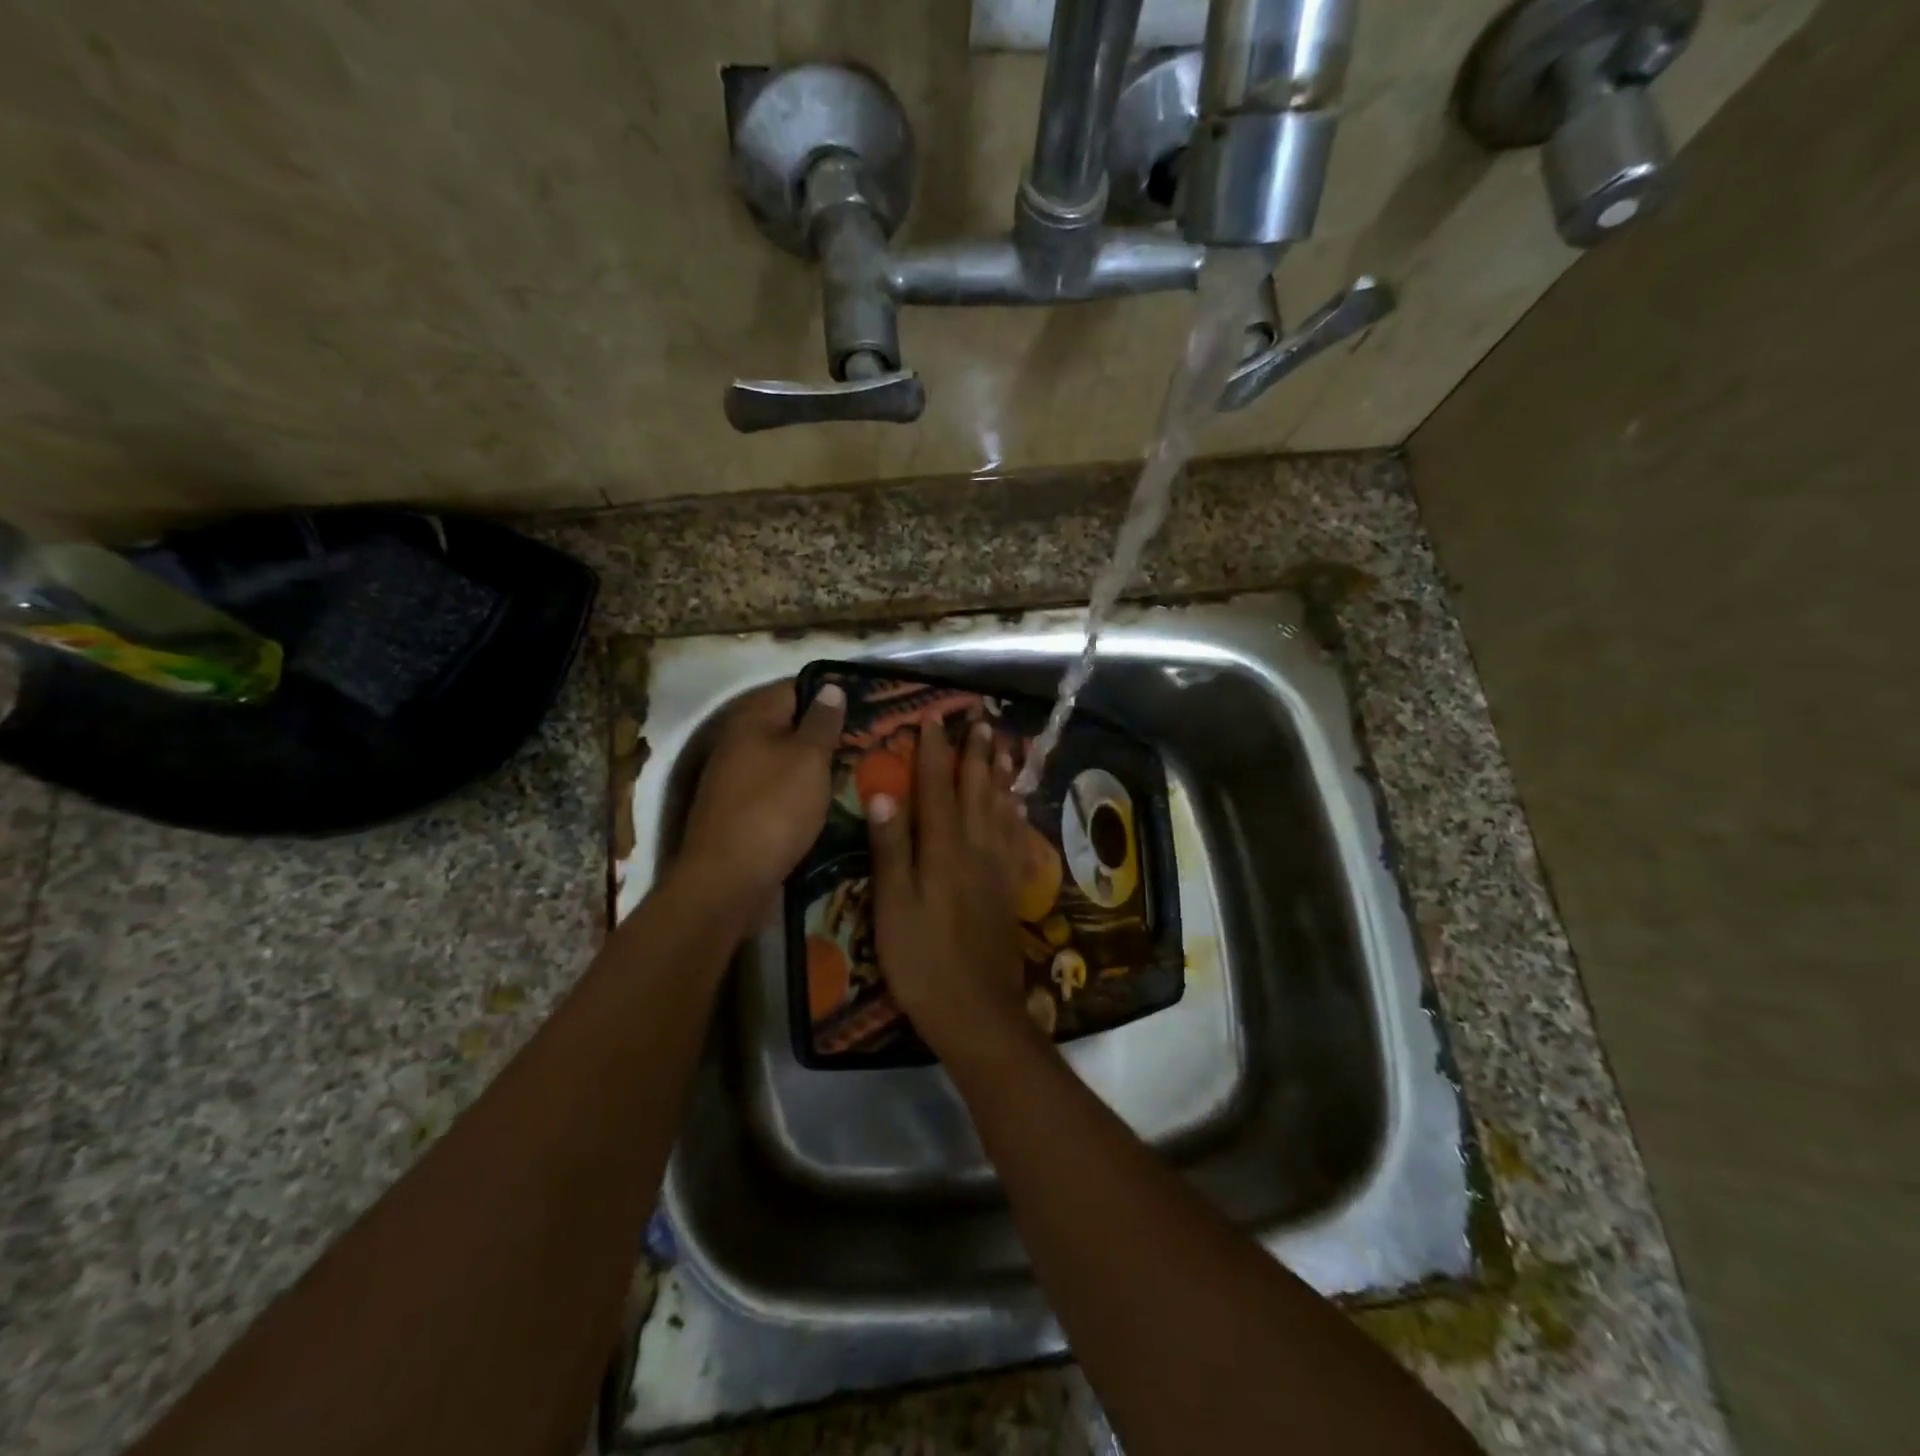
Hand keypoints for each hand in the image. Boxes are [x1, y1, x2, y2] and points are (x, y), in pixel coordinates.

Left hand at [677, 680, 843, 919]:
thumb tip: (830, 687)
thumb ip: (822, 722)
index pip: (795, 687)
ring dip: (817, 762)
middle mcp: (740, 742)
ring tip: (859, 766)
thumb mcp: (808, 759)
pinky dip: (803, 789)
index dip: (830, 691)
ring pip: (786, 758)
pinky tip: (830, 798)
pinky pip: (779, 788)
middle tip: (871, 737)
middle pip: (789, 724)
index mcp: (752, 719)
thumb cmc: (774, 809)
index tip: (867, 702)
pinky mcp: (743, 810)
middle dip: (827, 729)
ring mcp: (738, 778)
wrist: (728, 881)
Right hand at [867, 716, 1036, 1064]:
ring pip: (1000, 809)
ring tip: (1005, 747)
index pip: (937, 788)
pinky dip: (1015, 815)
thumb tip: (884, 793)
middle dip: (976, 754)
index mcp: (942, 850)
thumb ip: (890, 849)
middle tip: (980, 721)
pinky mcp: (1008, 889)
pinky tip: (1017, 806)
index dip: (934, 753)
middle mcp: (975, 849)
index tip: (933, 720)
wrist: (976, 1010)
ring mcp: (996, 869)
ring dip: (1000, 775)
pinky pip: (1015, 840)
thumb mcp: (893, 906)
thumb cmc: (922, 960)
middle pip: (976, 791)